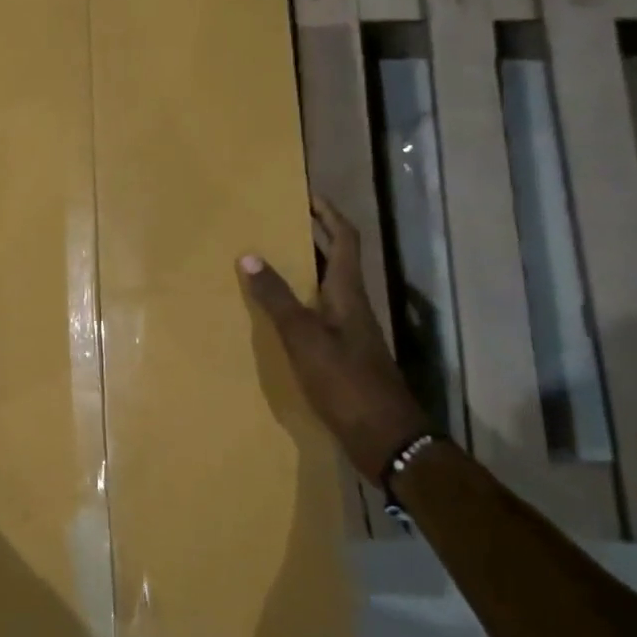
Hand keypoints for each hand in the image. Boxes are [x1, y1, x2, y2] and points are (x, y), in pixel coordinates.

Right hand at [241, 197, 430, 482]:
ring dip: (306, 271)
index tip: (310, 195)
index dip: (330, 215)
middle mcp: (353, 308)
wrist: (387, 440)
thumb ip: (277, 299)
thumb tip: (249, 255)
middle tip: (282, 223)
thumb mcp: (305, 338)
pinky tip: (280, 316)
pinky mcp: (345, 358)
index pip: (346, 241)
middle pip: (337, 261)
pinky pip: (320, 316)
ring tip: (272, 263)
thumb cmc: (347, 383)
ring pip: (328, 289)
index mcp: (349, 295)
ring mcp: (352, 334)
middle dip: (314, 238)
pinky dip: (301, 304)